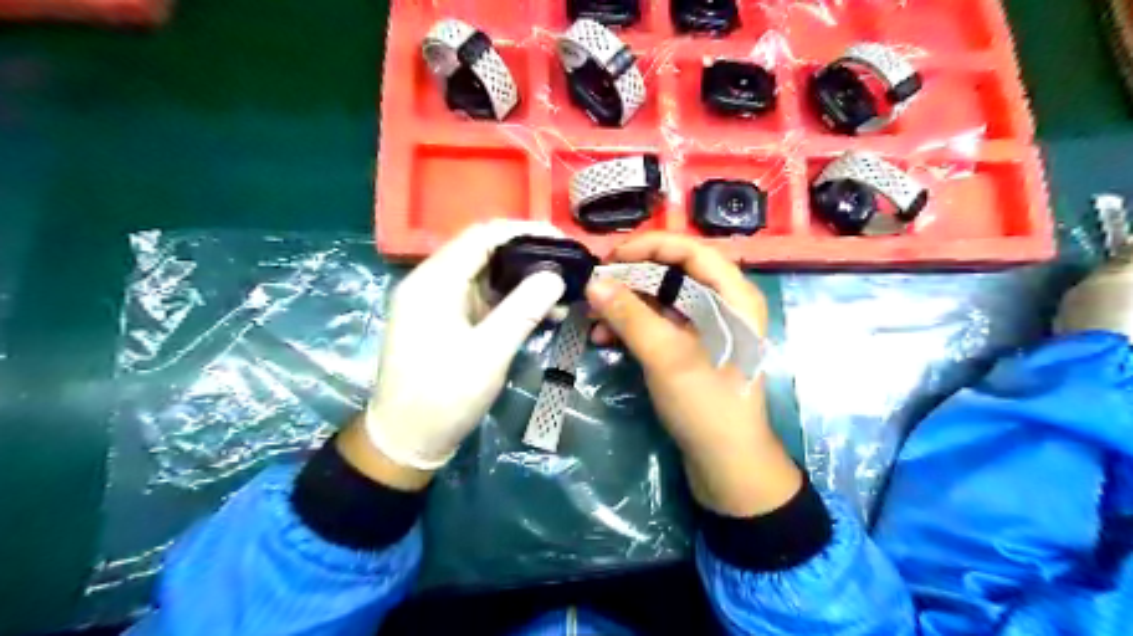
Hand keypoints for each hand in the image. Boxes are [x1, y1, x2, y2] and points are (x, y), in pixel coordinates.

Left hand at [350, 222, 565, 482]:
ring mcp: (437, 302)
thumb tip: (555, 275)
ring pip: (485, 274)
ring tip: (561, 287)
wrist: (406, 440)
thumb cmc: (443, 397)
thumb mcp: (488, 354)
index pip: (482, 235)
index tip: (562, 239)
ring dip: (522, 278)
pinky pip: (482, 297)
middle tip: (567, 263)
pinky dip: (511, 299)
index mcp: (434, 281)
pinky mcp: (445, 320)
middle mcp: (431, 282)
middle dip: (527, 253)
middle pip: (483, 250)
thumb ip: (523, 310)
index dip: (524, 231)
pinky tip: (540, 310)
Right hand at [589, 235, 798, 517]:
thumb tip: (593, 283)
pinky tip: (605, 338)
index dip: (649, 247)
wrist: (726, 463)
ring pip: (661, 298)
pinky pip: (658, 323)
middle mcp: (722, 303)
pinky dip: (632, 326)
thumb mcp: (666, 356)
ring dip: (626, 305)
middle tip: (595, 287)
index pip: (690, 250)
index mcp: (733, 295)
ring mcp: (705, 327)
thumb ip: (630, 316)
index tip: (610, 259)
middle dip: (631, 279)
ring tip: (593, 317)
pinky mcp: (690, 347)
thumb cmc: (706, 404)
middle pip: (673, 272)